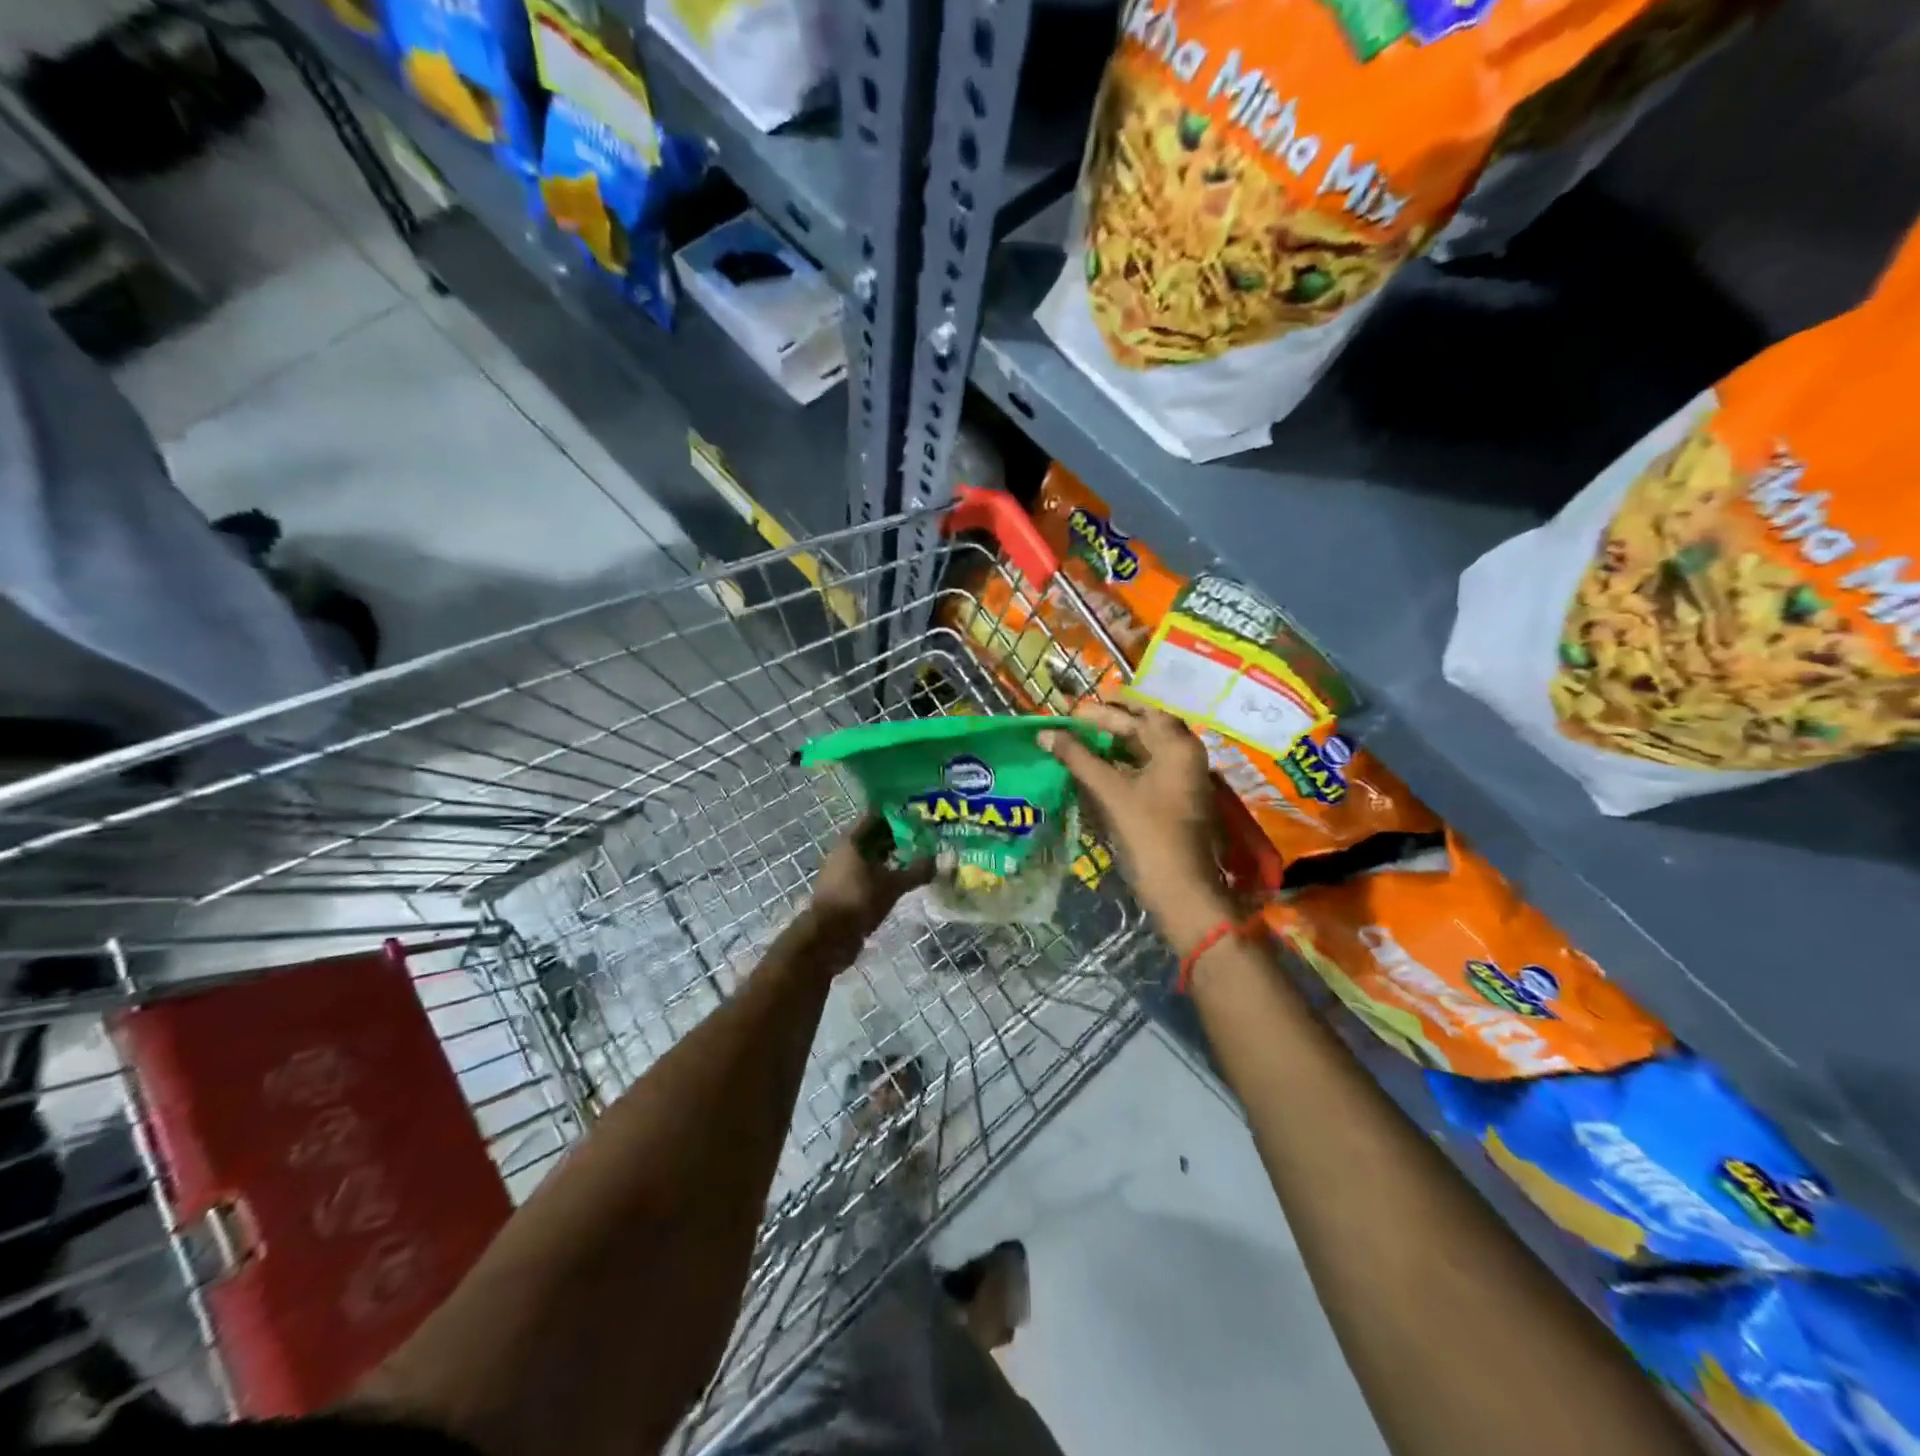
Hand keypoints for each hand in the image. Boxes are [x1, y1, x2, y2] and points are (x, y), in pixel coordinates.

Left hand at [808, 814, 932, 938]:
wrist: (828, 938)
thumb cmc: (859, 901)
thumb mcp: (893, 885)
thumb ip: (917, 871)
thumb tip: (939, 860)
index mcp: (852, 841)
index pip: (876, 815)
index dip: (897, 813)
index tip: (918, 814)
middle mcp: (844, 850)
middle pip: (873, 836)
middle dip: (897, 836)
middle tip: (923, 836)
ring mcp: (842, 870)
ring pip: (870, 856)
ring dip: (891, 856)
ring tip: (916, 857)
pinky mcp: (843, 888)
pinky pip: (867, 873)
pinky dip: (882, 873)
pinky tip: (900, 879)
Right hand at [1040, 698, 1235, 953]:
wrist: (1180, 888)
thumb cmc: (1148, 833)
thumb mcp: (1110, 791)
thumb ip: (1078, 758)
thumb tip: (1044, 734)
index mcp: (1177, 746)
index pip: (1139, 713)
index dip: (1104, 710)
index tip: (1073, 711)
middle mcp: (1186, 756)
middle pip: (1145, 729)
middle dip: (1109, 725)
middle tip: (1074, 724)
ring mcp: (1183, 779)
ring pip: (1146, 751)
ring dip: (1114, 745)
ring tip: (1079, 743)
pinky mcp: (1175, 799)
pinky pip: (1147, 771)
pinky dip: (1122, 765)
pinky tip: (1096, 769)